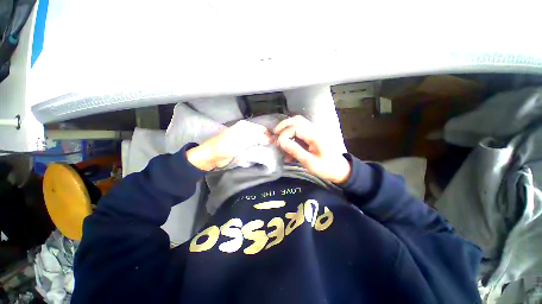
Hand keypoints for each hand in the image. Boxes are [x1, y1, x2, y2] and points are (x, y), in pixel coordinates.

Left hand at [186, 120, 272, 170]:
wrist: (213, 156)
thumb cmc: (227, 145)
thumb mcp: (243, 140)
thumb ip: (258, 138)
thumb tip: (270, 139)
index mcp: (245, 126)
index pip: (262, 129)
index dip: (268, 135)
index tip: (274, 144)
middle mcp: (245, 131)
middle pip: (260, 135)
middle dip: (266, 141)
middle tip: (272, 149)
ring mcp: (244, 139)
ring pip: (257, 142)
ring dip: (262, 147)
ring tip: (268, 153)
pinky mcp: (242, 147)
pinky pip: (253, 148)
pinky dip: (257, 151)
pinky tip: (260, 154)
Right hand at [274, 115, 350, 183]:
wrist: (340, 170)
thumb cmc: (326, 168)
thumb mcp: (309, 162)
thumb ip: (295, 151)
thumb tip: (281, 142)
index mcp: (315, 136)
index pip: (296, 127)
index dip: (284, 134)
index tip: (279, 145)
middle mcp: (314, 130)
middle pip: (297, 120)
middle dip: (284, 126)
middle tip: (274, 134)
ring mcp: (314, 132)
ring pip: (298, 124)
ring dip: (287, 129)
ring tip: (280, 139)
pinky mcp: (312, 137)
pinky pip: (300, 132)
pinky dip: (292, 136)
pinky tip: (288, 148)